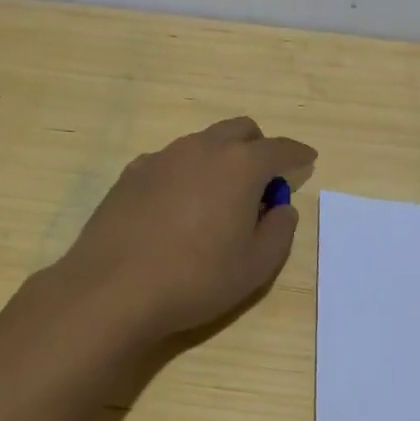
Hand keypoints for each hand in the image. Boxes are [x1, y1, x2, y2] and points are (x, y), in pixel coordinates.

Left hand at [54, 117, 315, 342]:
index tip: (308, 159)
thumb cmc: (195, 278)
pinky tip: (179, 208)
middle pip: (240, 130)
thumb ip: (279, 231)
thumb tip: (281, 207)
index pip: (279, 148)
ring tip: (219, 199)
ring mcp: (163, 157)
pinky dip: (187, 173)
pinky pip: (172, 161)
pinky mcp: (132, 173)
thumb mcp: (256, 266)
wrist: (112, 290)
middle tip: (262, 183)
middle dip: (259, 148)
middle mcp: (202, 149)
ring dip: (221, 159)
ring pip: (203, 143)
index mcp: (239, 165)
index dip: (298, 154)